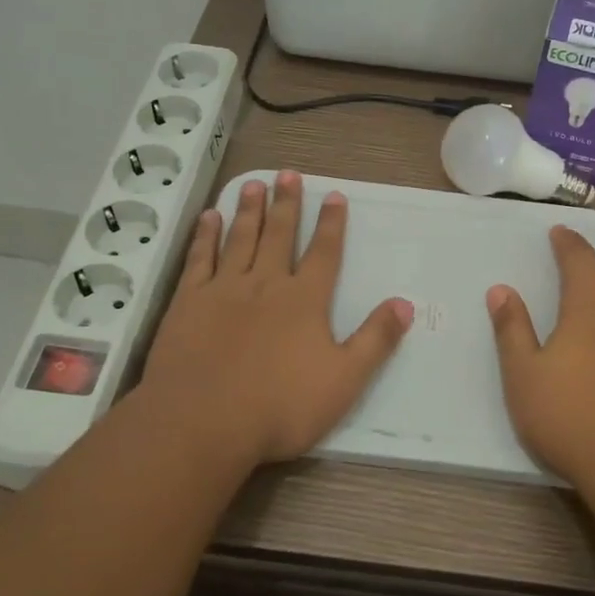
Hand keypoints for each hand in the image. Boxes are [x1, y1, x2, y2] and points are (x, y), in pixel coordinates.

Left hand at [135, 171, 412, 471]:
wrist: (202, 422)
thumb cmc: (280, 406)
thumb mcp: (344, 381)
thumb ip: (376, 340)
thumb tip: (405, 304)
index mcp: (304, 301)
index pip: (324, 253)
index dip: (332, 224)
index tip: (334, 195)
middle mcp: (266, 284)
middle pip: (280, 235)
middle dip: (288, 203)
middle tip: (289, 173)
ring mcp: (223, 290)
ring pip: (240, 239)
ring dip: (249, 210)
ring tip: (254, 183)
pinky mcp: (188, 302)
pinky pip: (199, 259)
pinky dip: (205, 236)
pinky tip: (209, 218)